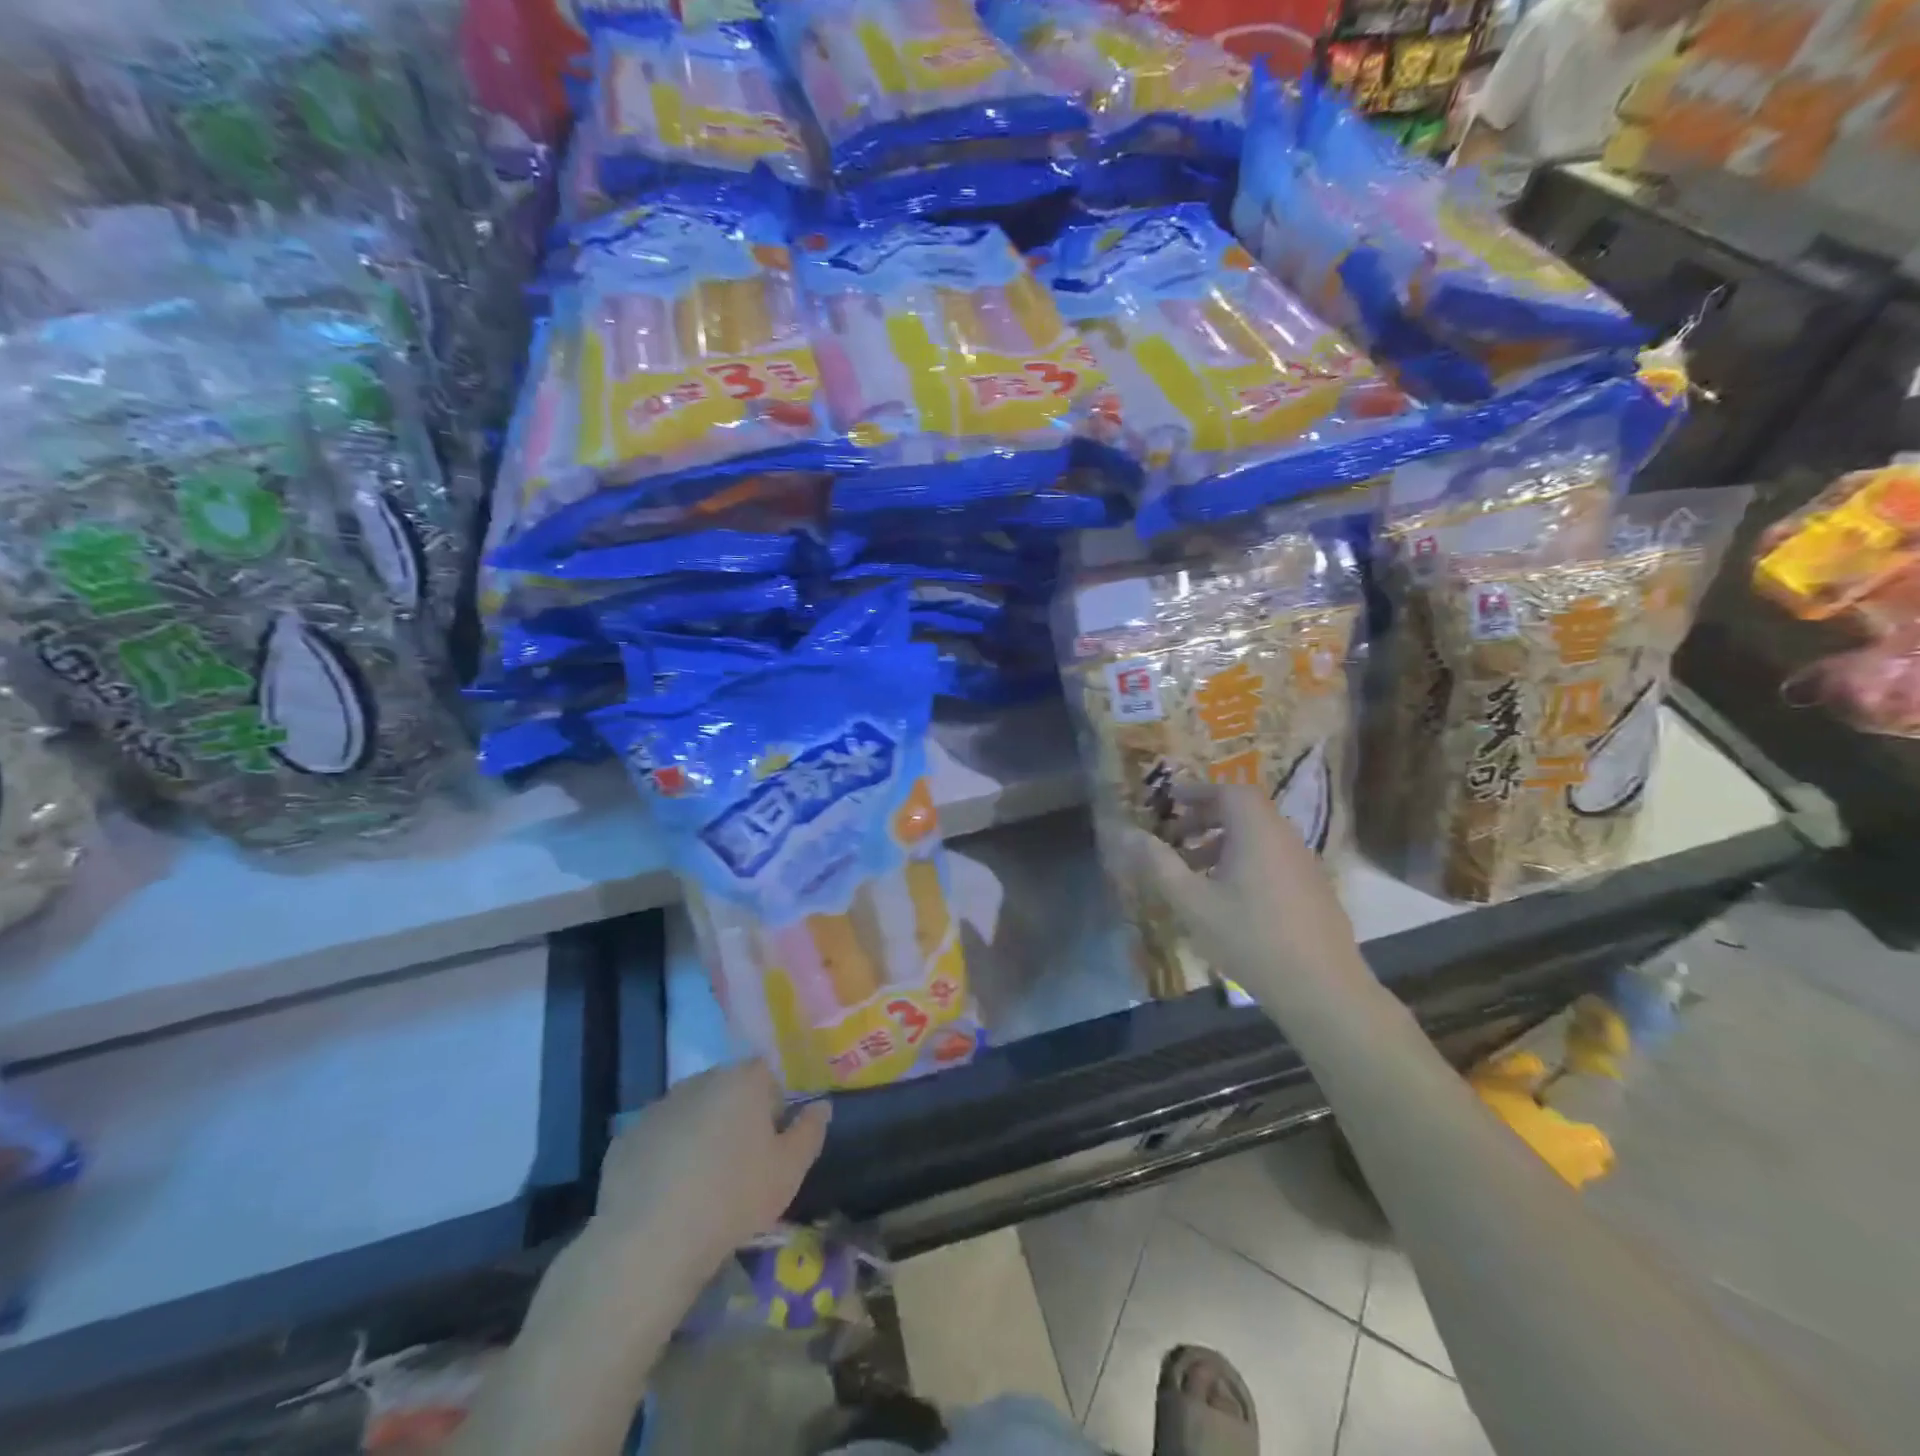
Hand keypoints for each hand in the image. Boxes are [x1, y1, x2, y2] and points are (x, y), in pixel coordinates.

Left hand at [593, 1061, 830, 1276]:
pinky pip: (658, 1139)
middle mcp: (700, 1080)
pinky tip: (667, 1195)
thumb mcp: (790, 1171)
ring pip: (691, 1112)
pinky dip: (665, 1156)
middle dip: (735, 1117)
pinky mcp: (626, 1138)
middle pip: (727, 1090)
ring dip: (699, 1134)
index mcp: (742, 1080)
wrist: (652, 1240)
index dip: (772, 1106)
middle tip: (739, 1165)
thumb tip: (821, 1107)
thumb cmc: (734, 1197)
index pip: (766, 1075)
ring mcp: (659, 1107)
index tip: (770, 1144)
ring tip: (701, 1184)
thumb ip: (810, 1131)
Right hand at [1122, 785, 1374, 1016]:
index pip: (1229, 790)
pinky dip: (1244, 860)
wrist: (1322, 989)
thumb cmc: (1250, 938)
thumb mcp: (1193, 902)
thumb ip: (1159, 864)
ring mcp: (1303, 863)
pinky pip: (1272, 857)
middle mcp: (1284, 837)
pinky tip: (1227, 897)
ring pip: (1258, 836)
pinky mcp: (1312, 888)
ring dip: (1222, 842)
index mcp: (1257, 831)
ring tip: (1193, 870)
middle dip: (1206, 817)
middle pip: (1244, 811)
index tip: (1171, 799)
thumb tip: (1126, 833)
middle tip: (1175, 836)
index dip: (1198, 791)